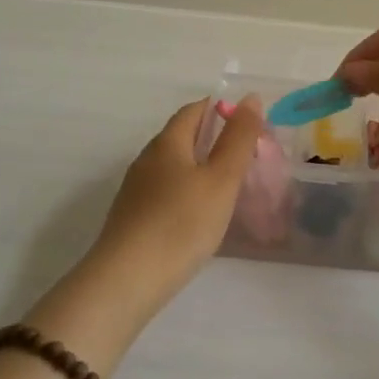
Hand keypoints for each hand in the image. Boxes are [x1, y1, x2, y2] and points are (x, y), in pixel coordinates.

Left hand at [89, 96, 263, 303]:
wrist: (127, 280)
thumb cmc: (181, 223)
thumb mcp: (221, 179)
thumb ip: (238, 138)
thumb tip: (250, 98)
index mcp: (167, 143)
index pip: (194, 111)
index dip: (221, 109)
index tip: (248, 124)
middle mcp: (147, 160)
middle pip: (181, 137)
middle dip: (212, 139)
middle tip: (246, 155)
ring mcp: (136, 191)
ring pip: (173, 167)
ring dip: (200, 168)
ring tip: (229, 186)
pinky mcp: (133, 218)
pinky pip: (166, 193)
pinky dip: (188, 193)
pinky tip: (201, 215)